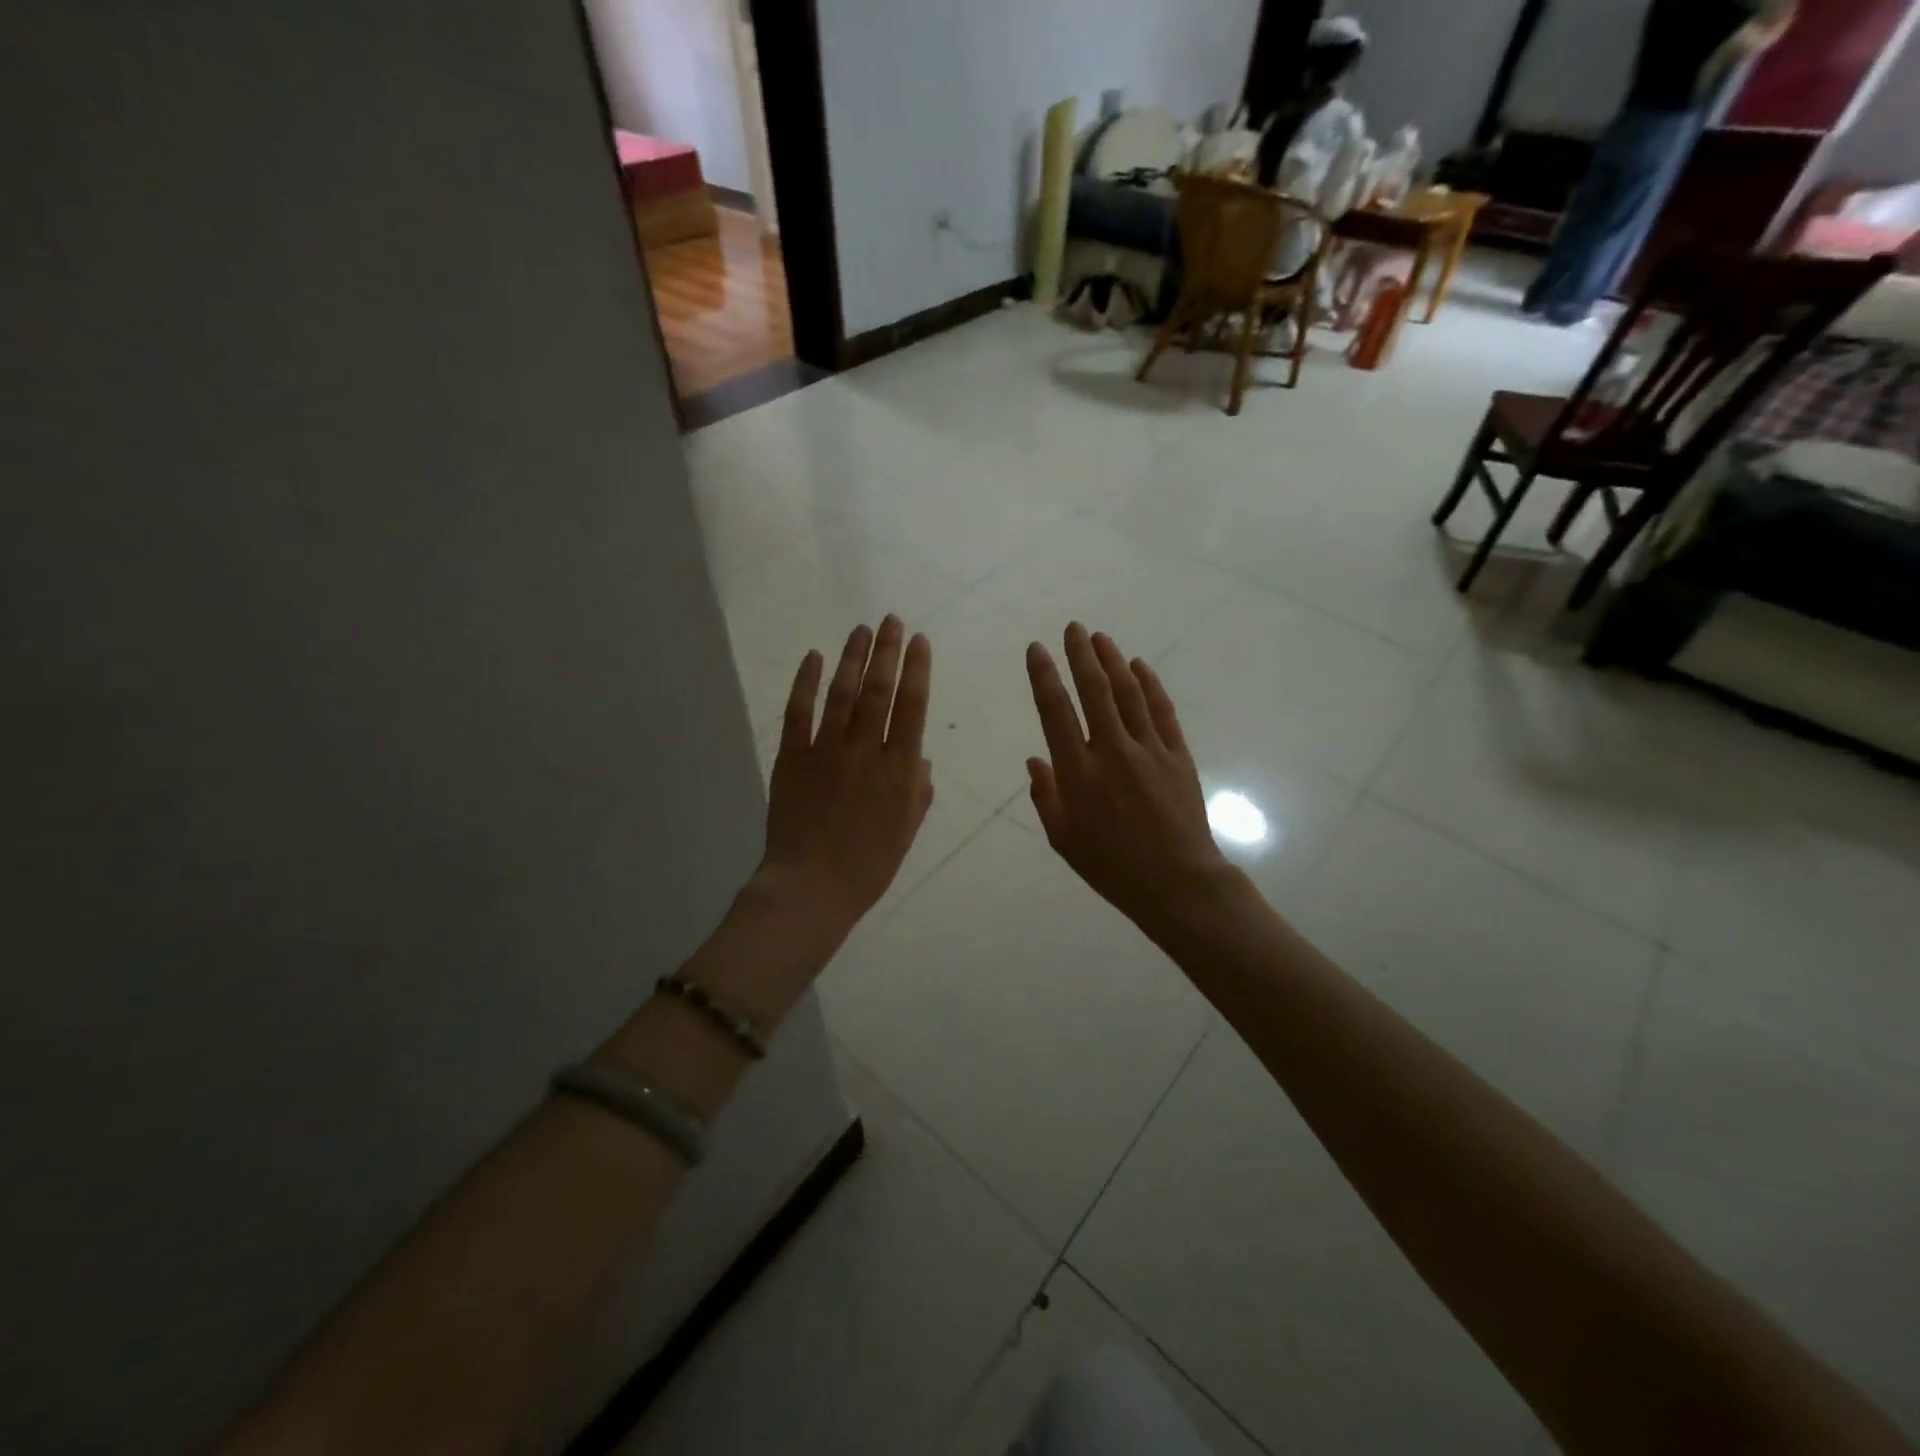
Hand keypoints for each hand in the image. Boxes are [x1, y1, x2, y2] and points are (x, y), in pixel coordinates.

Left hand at [760, 616, 933, 941]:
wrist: (811, 888)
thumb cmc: (867, 866)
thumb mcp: (906, 832)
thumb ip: (917, 792)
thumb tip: (920, 758)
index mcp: (899, 770)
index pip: (912, 707)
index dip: (916, 669)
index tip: (919, 640)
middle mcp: (866, 750)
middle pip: (879, 690)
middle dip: (887, 651)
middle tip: (891, 620)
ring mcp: (826, 751)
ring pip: (842, 694)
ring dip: (852, 657)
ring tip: (861, 629)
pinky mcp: (792, 757)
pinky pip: (799, 712)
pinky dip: (806, 683)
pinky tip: (814, 658)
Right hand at [1025, 623, 1233, 932]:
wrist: (1177, 883)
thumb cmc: (1112, 867)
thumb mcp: (1064, 839)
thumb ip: (1046, 797)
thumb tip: (1034, 761)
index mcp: (1078, 773)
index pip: (1056, 712)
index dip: (1044, 677)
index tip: (1037, 649)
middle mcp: (1112, 751)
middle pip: (1095, 691)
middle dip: (1081, 655)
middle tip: (1073, 628)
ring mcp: (1149, 750)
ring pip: (1129, 694)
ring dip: (1113, 662)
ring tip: (1101, 638)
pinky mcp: (1178, 756)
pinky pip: (1162, 712)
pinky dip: (1151, 685)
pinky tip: (1140, 666)